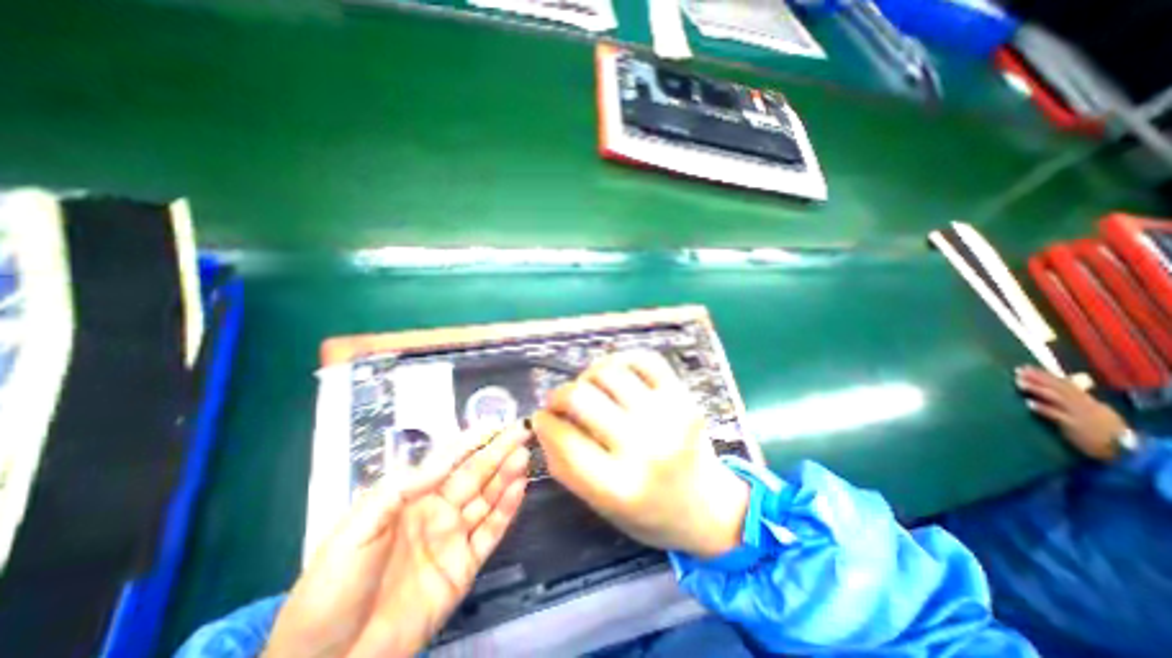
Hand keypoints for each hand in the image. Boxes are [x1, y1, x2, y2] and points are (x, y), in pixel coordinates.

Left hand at [265, 424, 532, 655]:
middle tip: (521, 432)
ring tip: (523, 454)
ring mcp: (453, 538)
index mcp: (410, 499)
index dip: (471, 441)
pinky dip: (507, 509)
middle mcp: (437, 511)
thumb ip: (397, 491)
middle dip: (497, 451)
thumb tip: (439, 464)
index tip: (494, 424)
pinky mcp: (465, 566)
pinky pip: (491, 532)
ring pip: (487, 498)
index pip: (448, 461)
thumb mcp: (354, 531)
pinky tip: (519, 488)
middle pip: (474, 474)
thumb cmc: (332, 590)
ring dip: (506, 475)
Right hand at [534, 352, 743, 556]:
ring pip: (608, 371)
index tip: (541, 418)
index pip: (563, 438)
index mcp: (620, 486)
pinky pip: (644, 359)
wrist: (709, 506)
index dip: (543, 422)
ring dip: (588, 375)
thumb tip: (542, 422)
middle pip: (581, 397)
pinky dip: (621, 360)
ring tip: (588, 387)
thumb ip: (565, 466)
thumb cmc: (650, 513)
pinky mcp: (683, 396)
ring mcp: (667, 415)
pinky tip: (615, 374)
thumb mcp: (600, 505)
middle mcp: (644, 447)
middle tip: (559, 401)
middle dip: (558, 395)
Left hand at [1013, 364, 1130, 462]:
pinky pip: (1059, 417)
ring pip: (1058, 399)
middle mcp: (1086, 405)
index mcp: (1089, 401)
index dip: (1045, 375)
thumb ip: (1076, 400)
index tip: (1025, 367)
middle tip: (1018, 371)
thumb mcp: (1093, 412)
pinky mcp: (1077, 427)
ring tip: (1019, 383)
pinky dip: (1044, 409)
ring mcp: (1082, 415)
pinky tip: (1029, 404)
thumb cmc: (1102, 430)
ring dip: (1038, 390)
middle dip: (1038, 378)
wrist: (1124, 451)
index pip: (1065, 384)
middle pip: (1060, 388)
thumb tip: (1056, 388)